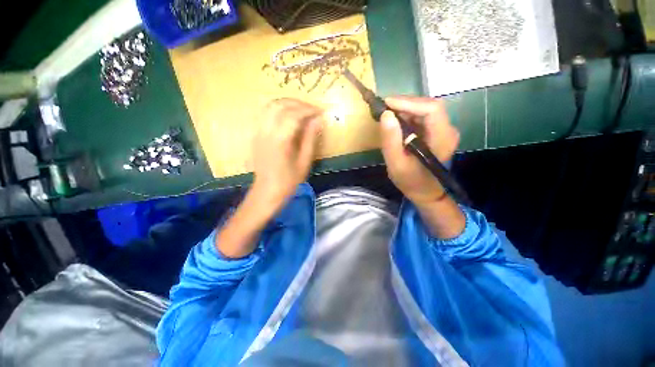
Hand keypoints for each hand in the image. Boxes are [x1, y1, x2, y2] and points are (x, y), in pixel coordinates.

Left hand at [252, 98, 322, 207]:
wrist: (267, 191)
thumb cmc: (288, 181)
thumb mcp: (304, 161)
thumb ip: (310, 138)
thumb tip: (318, 120)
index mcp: (279, 140)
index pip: (294, 115)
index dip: (309, 110)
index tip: (321, 111)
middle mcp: (266, 131)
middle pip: (280, 105)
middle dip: (298, 103)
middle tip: (312, 109)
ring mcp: (258, 132)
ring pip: (270, 106)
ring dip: (287, 103)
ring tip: (302, 109)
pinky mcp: (256, 134)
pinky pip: (266, 113)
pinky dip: (278, 109)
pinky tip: (288, 115)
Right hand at [380, 96, 459, 205]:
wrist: (425, 191)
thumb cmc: (410, 181)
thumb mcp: (396, 163)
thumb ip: (390, 140)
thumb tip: (385, 114)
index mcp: (442, 138)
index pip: (431, 109)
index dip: (409, 102)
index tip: (387, 103)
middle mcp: (448, 130)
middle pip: (428, 106)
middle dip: (405, 104)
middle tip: (383, 108)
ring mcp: (443, 130)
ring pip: (425, 109)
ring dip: (405, 109)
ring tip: (386, 114)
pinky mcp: (436, 132)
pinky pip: (422, 117)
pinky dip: (407, 116)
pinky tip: (395, 121)